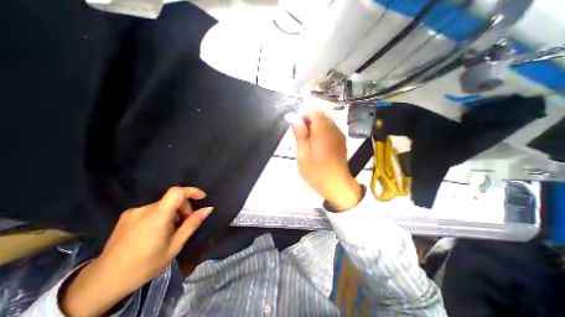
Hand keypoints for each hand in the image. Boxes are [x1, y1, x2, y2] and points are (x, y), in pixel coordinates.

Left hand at [61, 187, 210, 315]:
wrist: (101, 283)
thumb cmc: (144, 265)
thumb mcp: (175, 246)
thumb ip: (192, 224)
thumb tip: (208, 208)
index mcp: (156, 216)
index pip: (176, 192)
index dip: (192, 191)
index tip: (202, 197)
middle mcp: (144, 210)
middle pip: (172, 199)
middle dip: (183, 208)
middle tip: (184, 224)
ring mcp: (133, 212)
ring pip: (163, 205)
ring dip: (172, 213)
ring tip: (170, 231)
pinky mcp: (126, 216)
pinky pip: (152, 209)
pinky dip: (161, 215)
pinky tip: (156, 232)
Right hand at [289, 109, 358, 210]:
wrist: (336, 184)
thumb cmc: (316, 171)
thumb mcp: (302, 153)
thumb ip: (299, 133)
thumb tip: (292, 116)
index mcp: (323, 130)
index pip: (315, 110)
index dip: (304, 115)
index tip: (297, 127)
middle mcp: (333, 128)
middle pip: (321, 114)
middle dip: (308, 121)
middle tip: (301, 136)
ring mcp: (339, 134)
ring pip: (325, 121)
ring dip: (314, 127)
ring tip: (308, 142)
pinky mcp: (341, 140)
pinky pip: (330, 129)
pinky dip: (321, 132)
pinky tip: (317, 145)